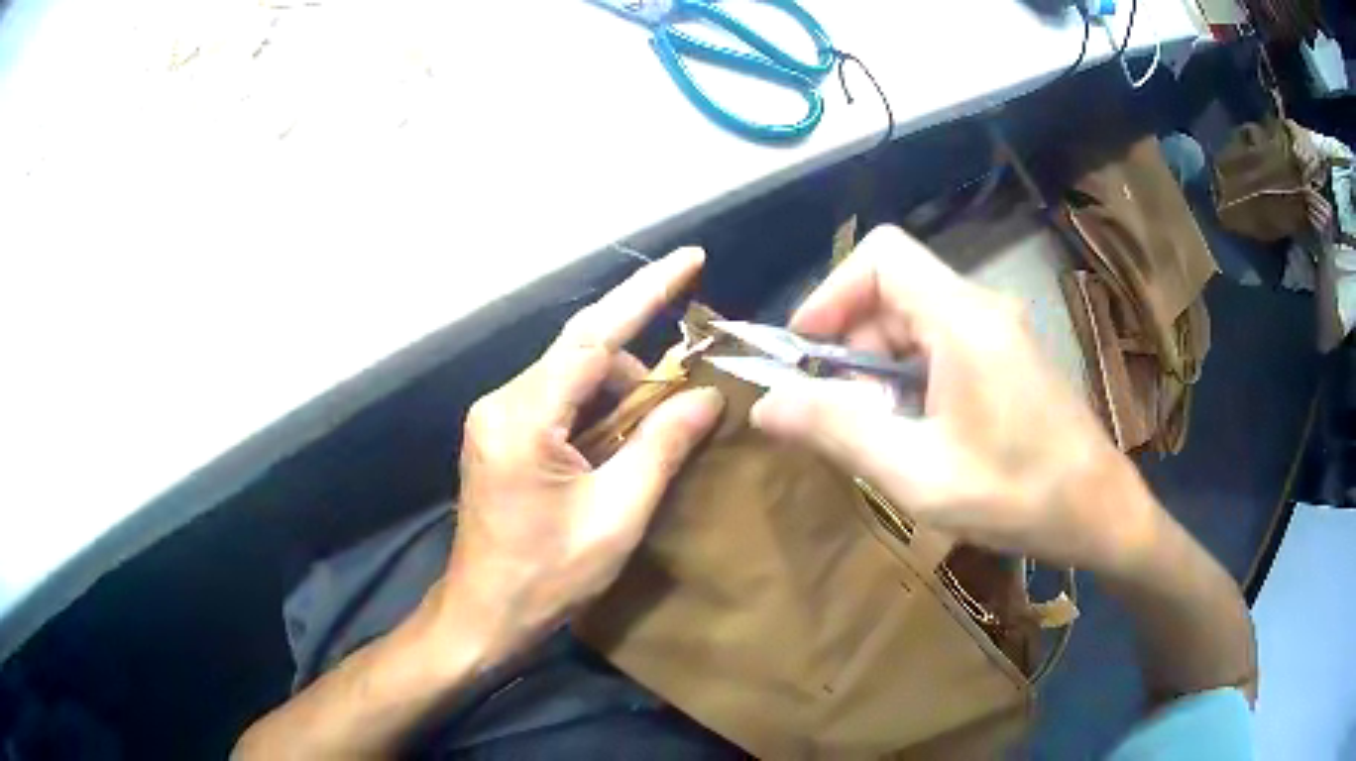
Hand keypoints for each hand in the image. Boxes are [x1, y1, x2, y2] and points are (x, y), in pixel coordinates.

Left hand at [440, 247, 723, 660]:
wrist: (483, 615)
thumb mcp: (618, 515)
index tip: (690, 259)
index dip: (646, 292)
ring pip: (571, 377)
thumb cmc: (548, 577)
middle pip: (582, 353)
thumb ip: (662, 445)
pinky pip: (557, 400)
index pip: (593, 335)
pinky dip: (596, 410)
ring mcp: (495, 417)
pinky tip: (618, 443)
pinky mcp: (499, 434)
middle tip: (688, 393)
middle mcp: (502, 402)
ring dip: (619, 393)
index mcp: (524, 416)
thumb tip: (707, 395)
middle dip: (640, 365)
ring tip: (654, 434)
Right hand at [751, 225, 1162, 573]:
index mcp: (963, 320)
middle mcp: (982, 307)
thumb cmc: (1017, 495)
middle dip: (851, 341)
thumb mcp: (918, 474)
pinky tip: (913, 427)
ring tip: (875, 428)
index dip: (832, 291)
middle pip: (893, 288)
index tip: (805, 352)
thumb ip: (839, 431)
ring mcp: (999, 328)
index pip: (882, 255)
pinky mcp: (1007, 352)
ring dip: (879, 364)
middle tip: (837, 410)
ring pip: (915, 317)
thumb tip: (765, 406)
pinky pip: (941, 340)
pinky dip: (910, 373)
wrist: (1099, 511)